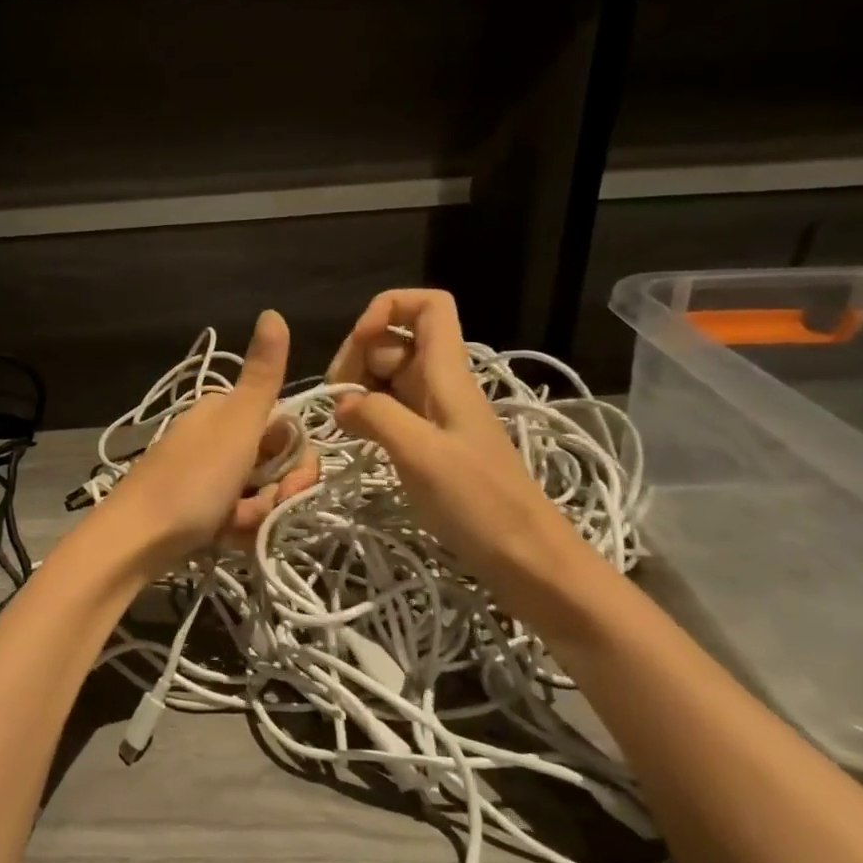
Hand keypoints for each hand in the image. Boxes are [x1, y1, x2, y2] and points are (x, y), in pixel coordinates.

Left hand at [95, 310, 317, 575]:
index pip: (284, 428)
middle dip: (277, 491)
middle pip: (273, 464)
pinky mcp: (196, 509)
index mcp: (223, 412)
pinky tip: (223, 538)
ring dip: (257, 514)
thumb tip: (272, 311)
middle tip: (260, 508)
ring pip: (257, 494)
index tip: (291, 481)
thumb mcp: (236, 426)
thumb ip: (262, 376)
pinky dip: (236, 529)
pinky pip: (235, 516)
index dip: (296, 458)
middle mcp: (214, 438)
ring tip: (234, 526)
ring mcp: (204, 475)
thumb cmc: (191, 482)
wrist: (134, 540)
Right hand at [328, 290, 581, 596]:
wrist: (524, 556)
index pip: (429, 306)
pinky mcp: (429, 443)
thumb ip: (377, 416)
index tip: (360, 341)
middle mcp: (441, 384)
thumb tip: (342, 402)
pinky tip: (353, 437)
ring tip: (341, 420)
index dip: (390, 308)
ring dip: (359, 386)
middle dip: (359, 353)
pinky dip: (368, 414)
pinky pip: (391, 410)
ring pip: (389, 376)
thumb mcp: (421, 453)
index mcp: (448, 374)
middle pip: (396, 340)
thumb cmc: (478, 502)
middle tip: (339, 395)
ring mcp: (435, 414)